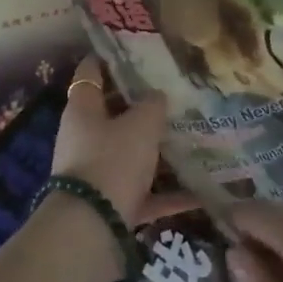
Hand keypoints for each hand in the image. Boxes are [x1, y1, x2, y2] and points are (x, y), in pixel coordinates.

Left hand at [53, 56, 197, 226]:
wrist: (91, 233)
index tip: (136, 48)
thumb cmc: (112, 162)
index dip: (110, 56)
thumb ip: (152, 105)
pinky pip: (142, 192)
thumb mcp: (141, 125)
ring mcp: (95, 172)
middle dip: (141, 104)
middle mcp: (84, 137)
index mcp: (83, 109)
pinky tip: (199, 192)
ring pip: (129, 152)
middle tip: (174, 92)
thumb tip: (157, 96)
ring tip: (190, 136)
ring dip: (155, 148)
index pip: (91, 70)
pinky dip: (167, 193)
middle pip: (113, 112)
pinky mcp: (110, 205)